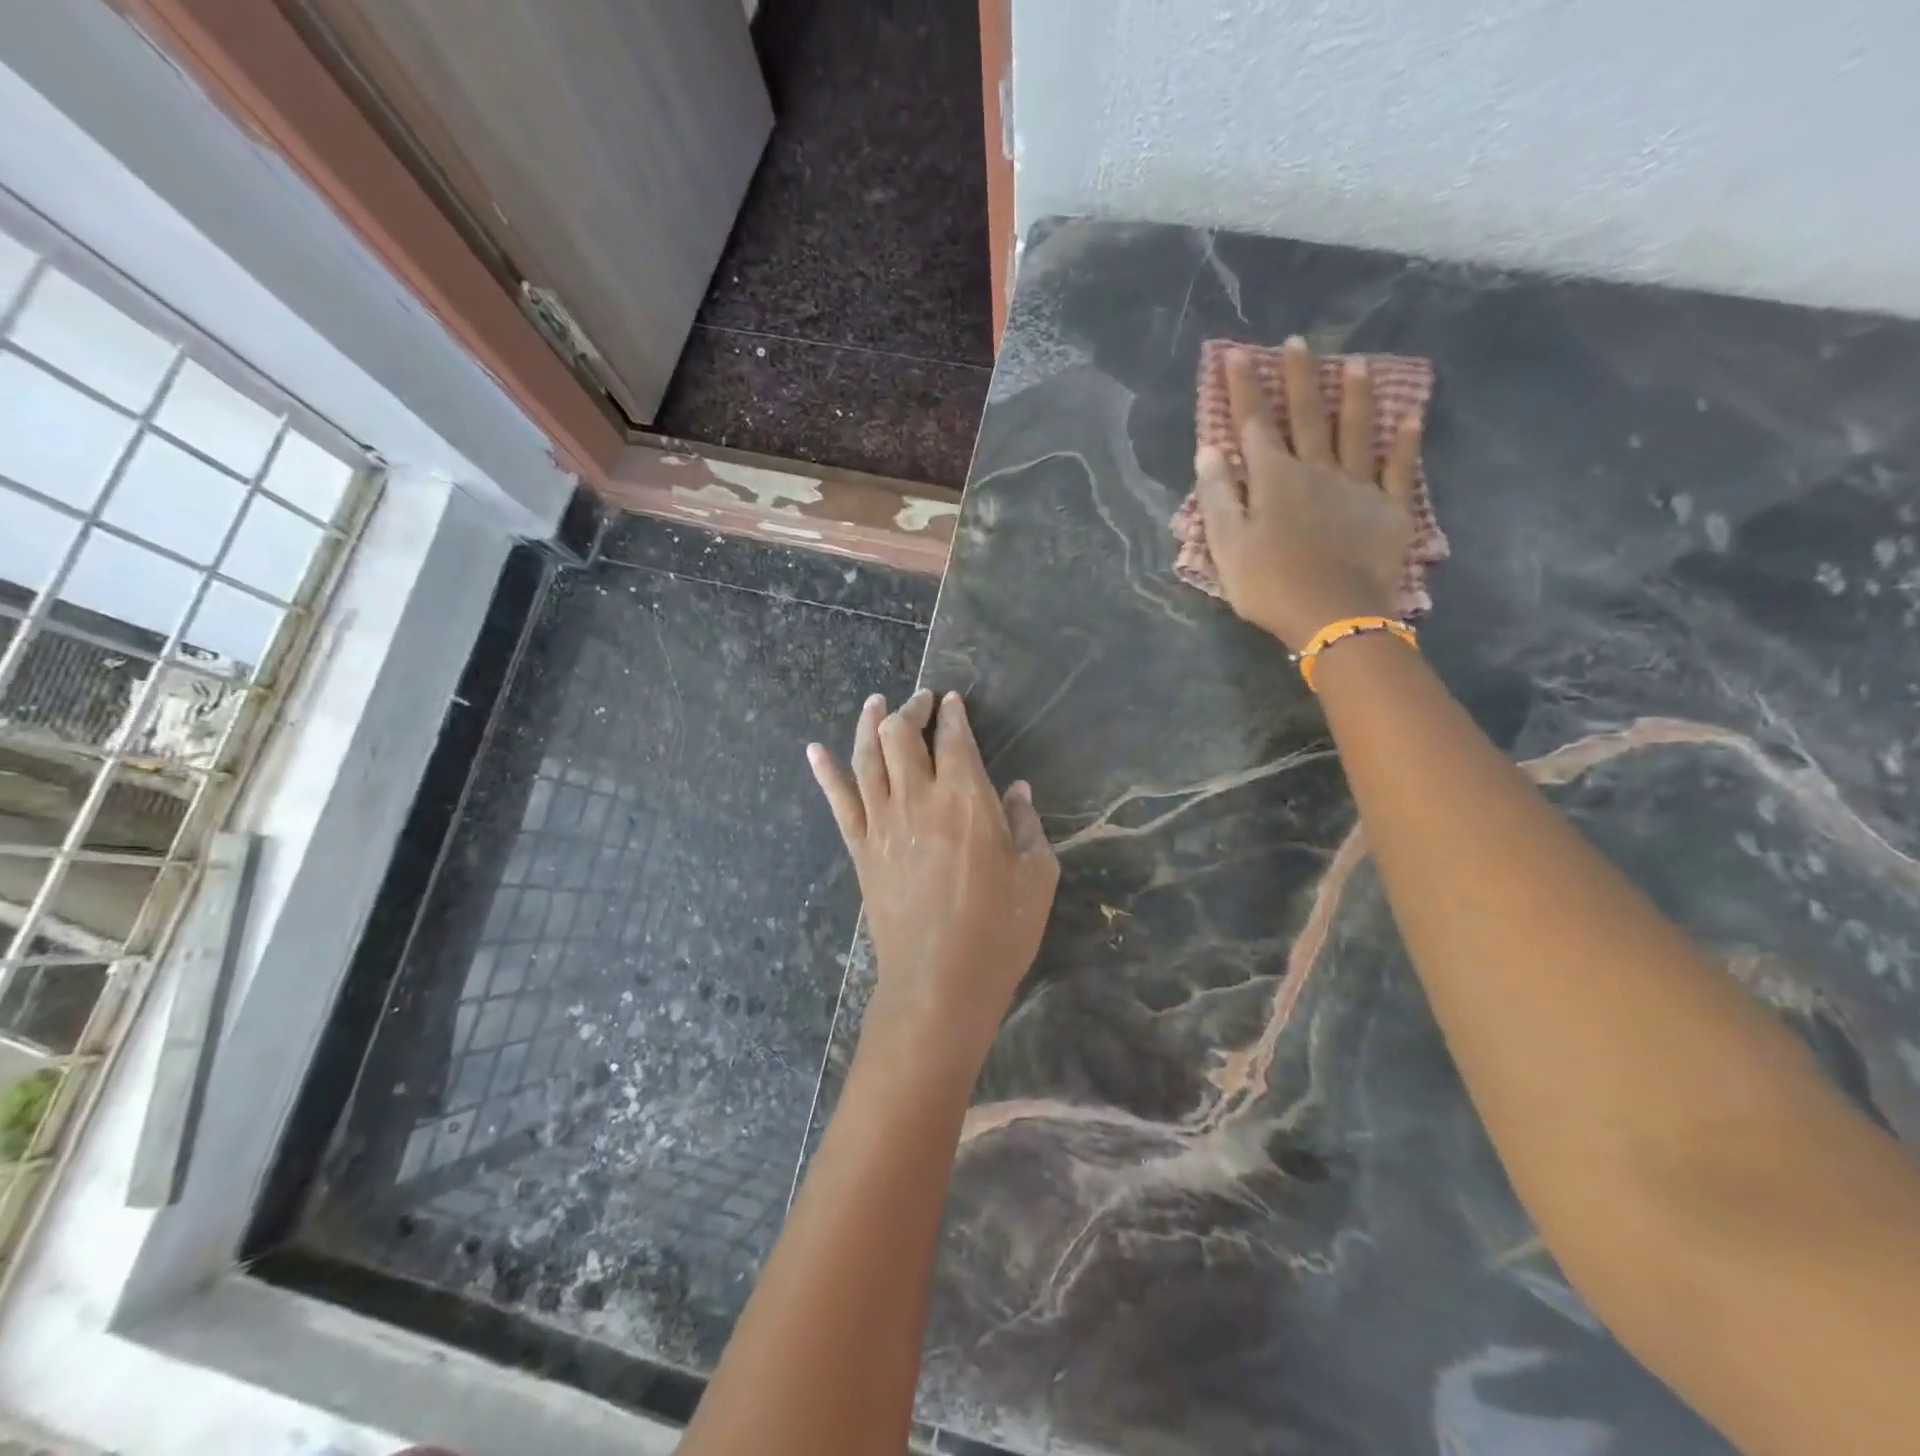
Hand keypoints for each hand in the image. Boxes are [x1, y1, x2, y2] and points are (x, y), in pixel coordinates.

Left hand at [808, 690, 1059, 1070]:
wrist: (939, 982)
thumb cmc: (998, 930)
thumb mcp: (1036, 875)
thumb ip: (1026, 825)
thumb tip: (1018, 792)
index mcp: (966, 799)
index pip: (954, 738)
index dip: (952, 713)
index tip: (953, 701)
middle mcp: (918, 798)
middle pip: (900, 735)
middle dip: (910, 708)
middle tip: (920, 700)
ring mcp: (882, 823)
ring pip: (866, 757)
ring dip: (869, 724)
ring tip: (875, 703)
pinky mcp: (860, 849)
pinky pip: (838, 801)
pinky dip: (825, 772)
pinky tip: (815, 750)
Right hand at [1196, 337, 1423, 651]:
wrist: (1333, 615)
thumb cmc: (1269, 584)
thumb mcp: (1226, 545)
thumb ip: (1217, 495)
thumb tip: (1210, 450)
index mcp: (1274, 479)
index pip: (1255, 425)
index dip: (1245, 389)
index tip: (1238, 354)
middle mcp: (1316, 470)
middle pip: (1307, 416)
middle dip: (1299, 378)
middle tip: (1299, 341)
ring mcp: (1357, 486)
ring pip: (1356, 431)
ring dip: (1355, 396)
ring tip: (1357, 362)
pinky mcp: (1389, 508)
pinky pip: (1399, 468)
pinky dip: (1405, 442)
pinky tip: (1410, 418)